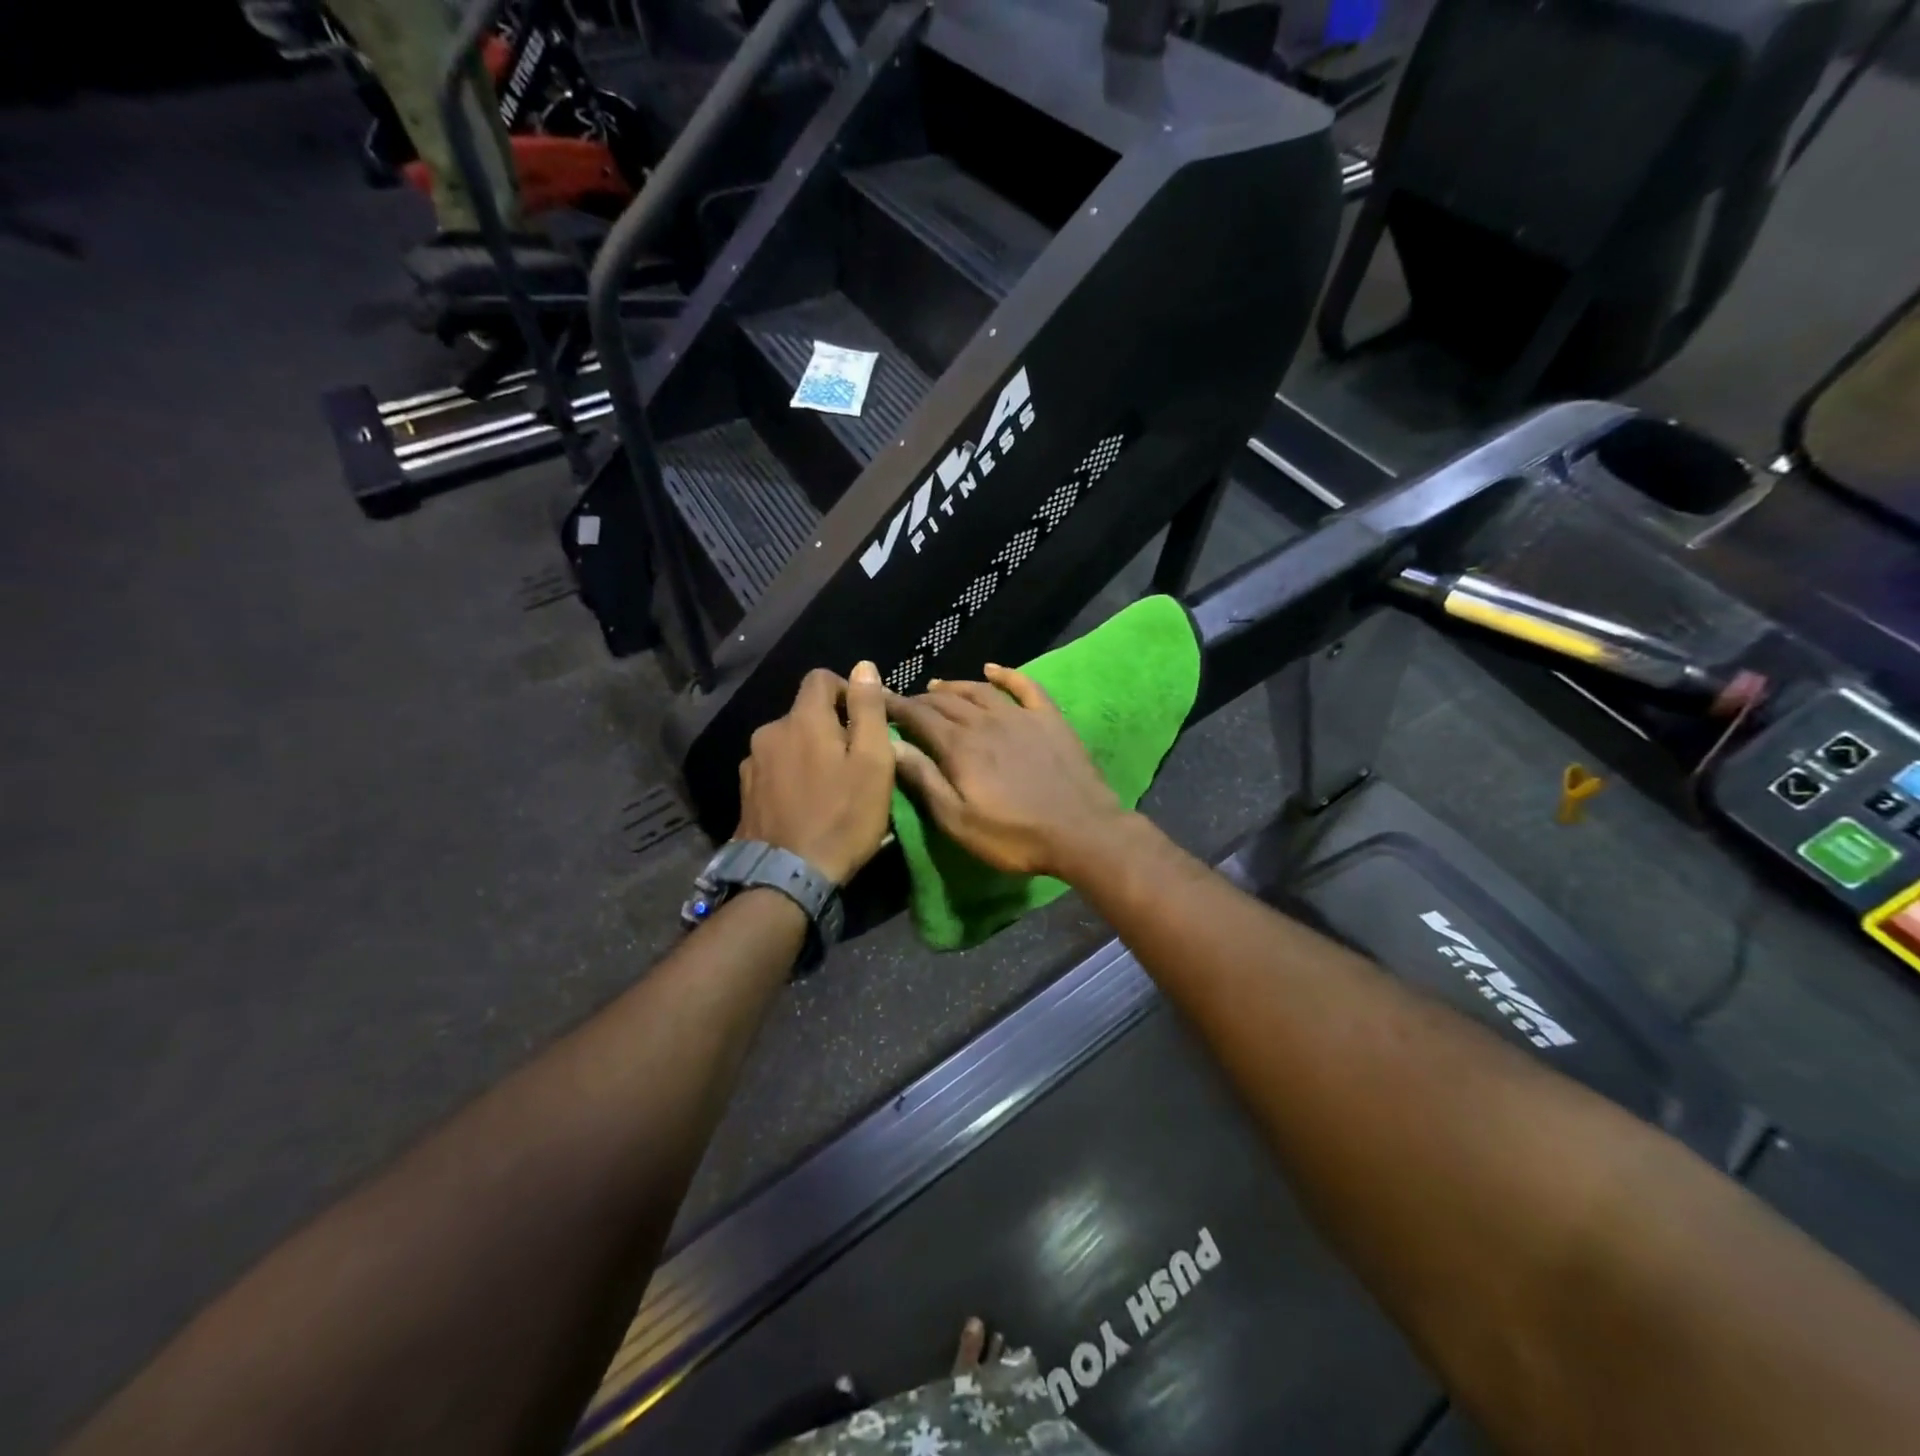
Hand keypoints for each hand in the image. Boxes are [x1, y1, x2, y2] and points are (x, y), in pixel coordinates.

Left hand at [736, 662, 893, 883]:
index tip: (865, 722)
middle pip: (805, 714)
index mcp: (802, 719)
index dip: (847, 691)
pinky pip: (775, 769)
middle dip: (831, 729)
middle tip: (855, 764)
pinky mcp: (744, 793)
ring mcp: (752, 764)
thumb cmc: (842, 817)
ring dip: (810, 754)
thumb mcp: (873, 762)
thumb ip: (868, 710)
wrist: (787, 877)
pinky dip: (792, 777)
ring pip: (789, 743)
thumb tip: (864, 666)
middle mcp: (769, 732)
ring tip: (831, 789)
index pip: (820, 678)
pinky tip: (806, 805)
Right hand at [887, 664, 1126, 877]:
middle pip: (946, 701)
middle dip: (920, 699)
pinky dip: (1006, 674)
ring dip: (955, 686)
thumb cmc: (1014, 835)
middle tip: (904, 702)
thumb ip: (924, 780)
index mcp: (960, 746)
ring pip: (979, 690)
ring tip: (937, 686)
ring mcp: (1020, 716)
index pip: (918, 716)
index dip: (895, 706)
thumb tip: (891, 746)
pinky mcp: (1049, 719)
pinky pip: (1024, 686)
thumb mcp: (958, 820)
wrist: (1082, 831)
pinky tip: (992, 669)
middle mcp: (986, 721)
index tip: (876, 700)